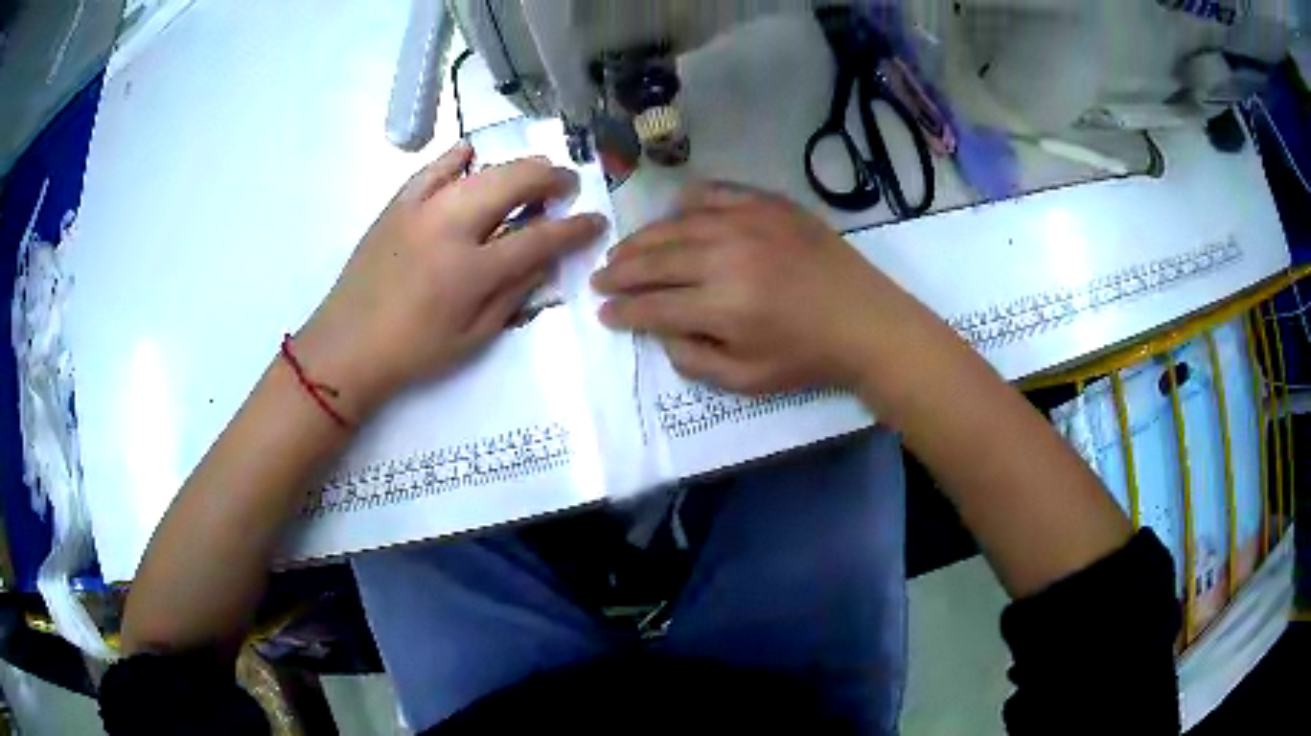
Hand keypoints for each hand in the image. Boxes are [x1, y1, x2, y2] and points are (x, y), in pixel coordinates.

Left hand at [296, 142, 606, 418]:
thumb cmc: (412, 352)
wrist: (346, 346)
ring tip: (533, 171)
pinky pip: (431, 170)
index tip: (596, 221)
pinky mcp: (397, 205)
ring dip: (515, 166)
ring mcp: (420, 210)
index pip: (539, 238)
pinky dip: (455, 157)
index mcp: (471, 271)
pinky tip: (471, 152)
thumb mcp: (472, 338)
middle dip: (550, 179)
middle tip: (566, 185)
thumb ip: (513, 295)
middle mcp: (450, 228)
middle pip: (513, 184)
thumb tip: (545, 260)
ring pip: (479, 171)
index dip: (574, 228)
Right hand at [593, 182, 926, 394]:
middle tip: (600, 279)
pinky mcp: (768, 204)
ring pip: (675, 225)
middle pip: (654, 260)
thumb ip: (694, 360)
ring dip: (642, 239)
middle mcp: (726, 256)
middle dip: (619, 272)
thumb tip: (661, 333)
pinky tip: (673, 215)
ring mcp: (747, 223)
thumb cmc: (807, 357)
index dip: (622, 311)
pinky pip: (714, 194)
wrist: (866, 320)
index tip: (603, 313)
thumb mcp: (747, 380)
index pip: (652, 306)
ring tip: (623, 250)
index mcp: (721, 306)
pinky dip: (686, 204)